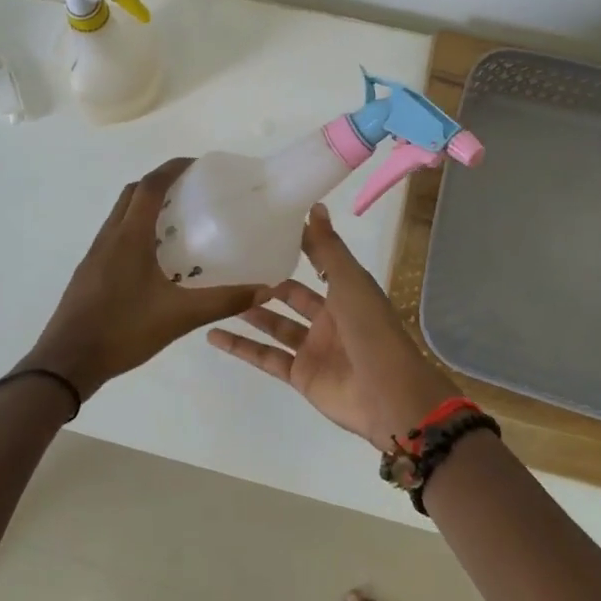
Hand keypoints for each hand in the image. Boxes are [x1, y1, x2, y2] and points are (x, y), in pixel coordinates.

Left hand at [19, 158, 265, 400]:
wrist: (66, 362)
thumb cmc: (122, 330)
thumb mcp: (179, 317)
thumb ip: (222, 301)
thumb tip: (265, 289)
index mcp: (129, 236)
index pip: (151, 185)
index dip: (173, 168)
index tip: (199, 165)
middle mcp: (110, 236)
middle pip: (134, 193)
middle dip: (161, 182)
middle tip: (193, 191)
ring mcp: (96, 253)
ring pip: (121, 213)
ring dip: (147, 205)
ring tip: (179, 221)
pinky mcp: (90, 271)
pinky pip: (116, 234)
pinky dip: (136, 229)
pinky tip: (156, 257)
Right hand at [207, 203, 458, 446]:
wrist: (387, 394)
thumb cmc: (371, 329)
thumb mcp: (350, 281)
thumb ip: (328, 248)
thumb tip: (315, 205)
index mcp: (346, 291)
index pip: (318, 261)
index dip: (297, 245)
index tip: (266, 227)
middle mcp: (329, 317)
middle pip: (292, 295)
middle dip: (267, 280)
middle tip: (233, 262)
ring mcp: (313, 348)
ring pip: (276, 324)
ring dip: (250, 310)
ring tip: (218, 292)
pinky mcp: (300, 375)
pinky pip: (265, 357)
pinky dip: (240, 347)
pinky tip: (213, 334)